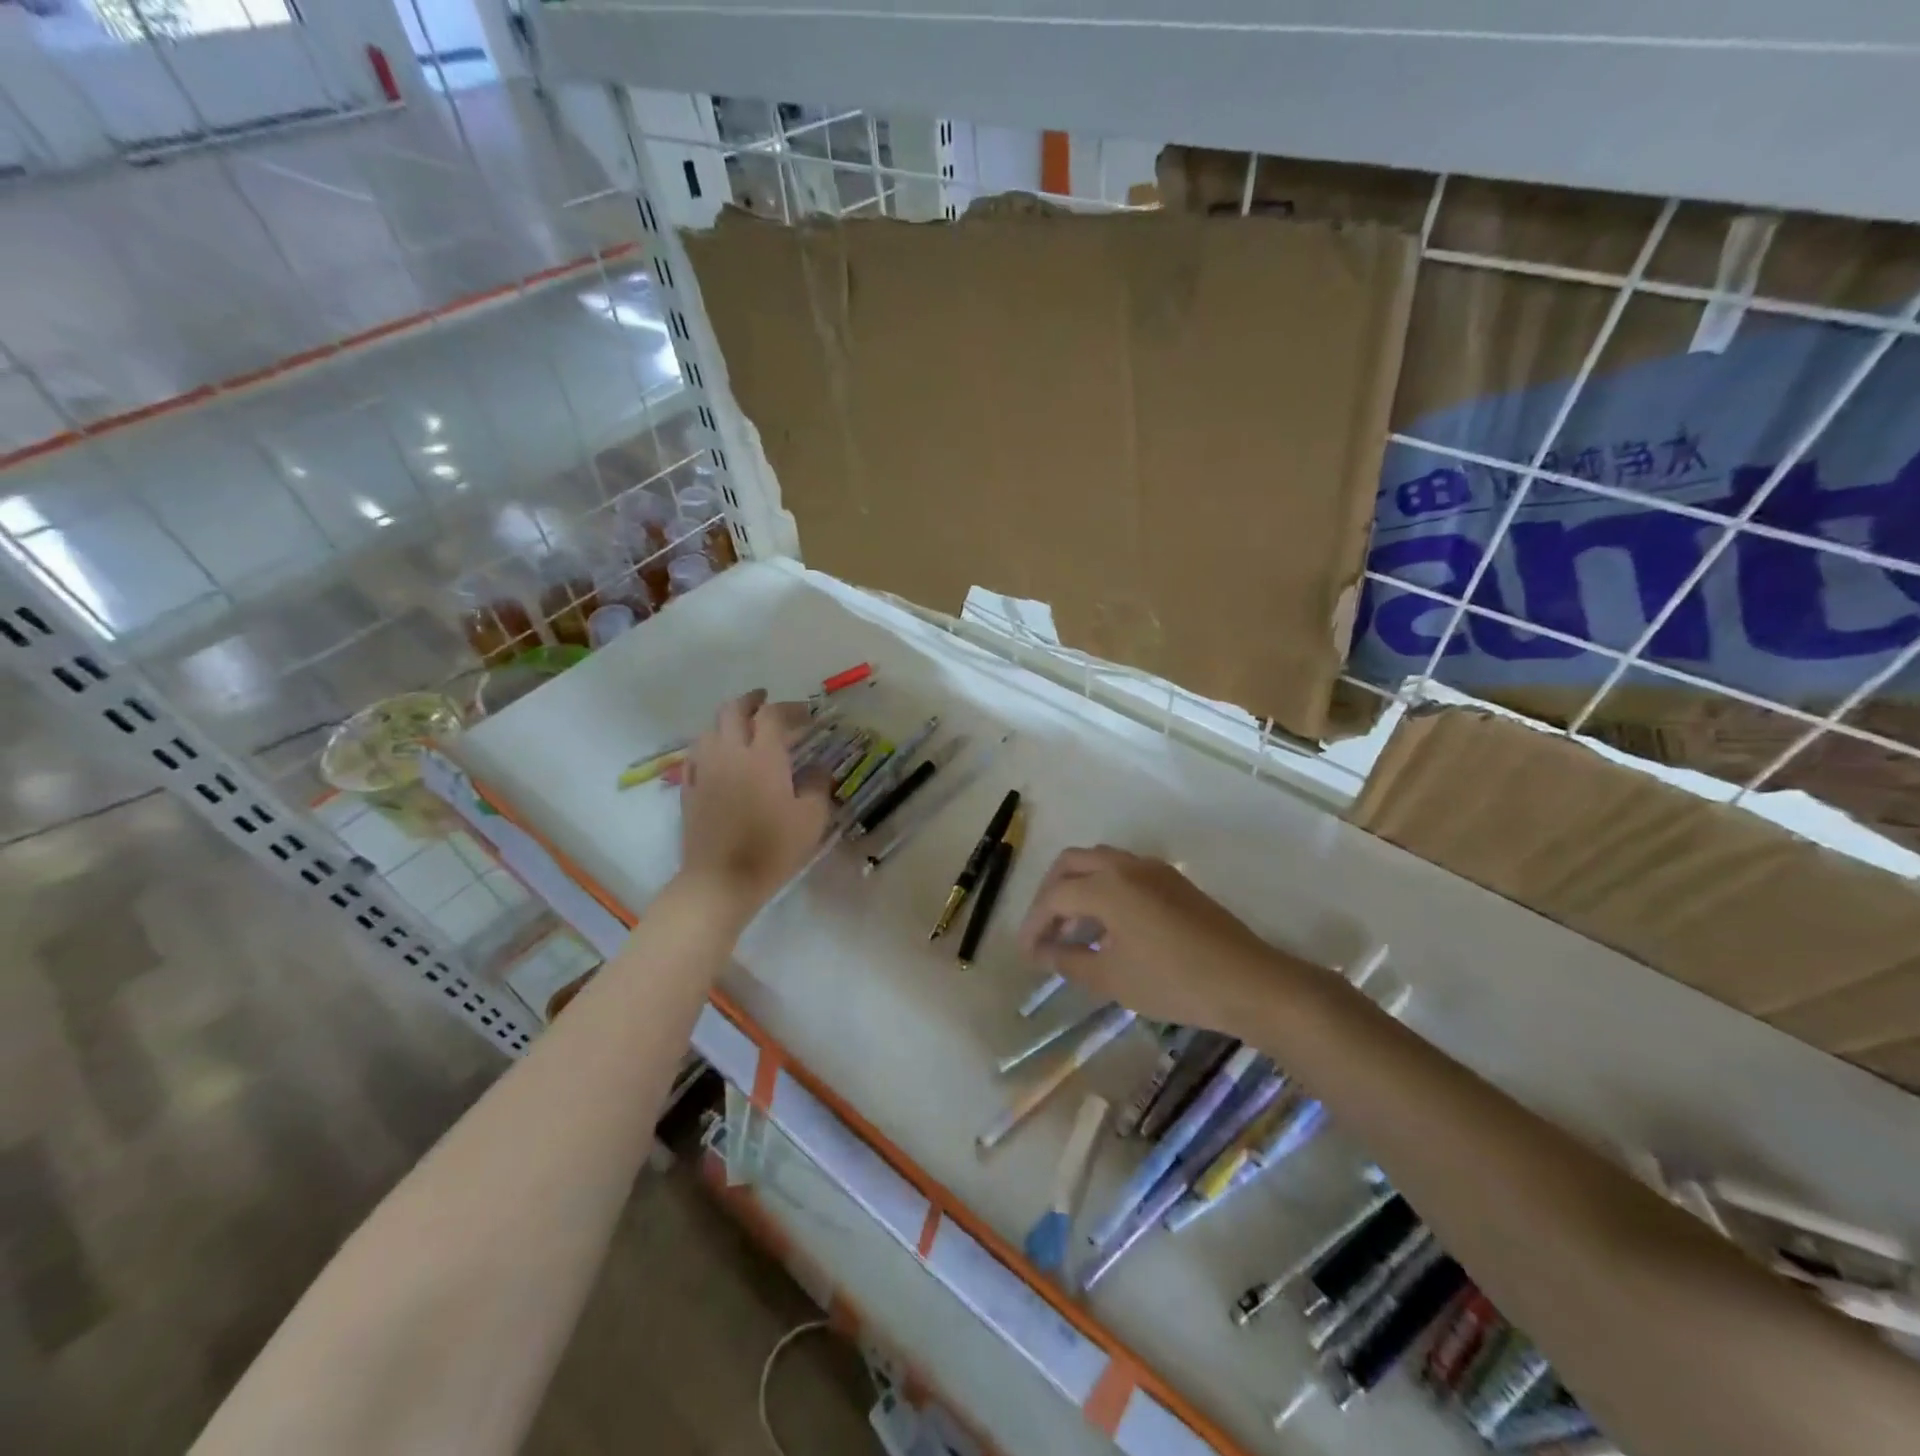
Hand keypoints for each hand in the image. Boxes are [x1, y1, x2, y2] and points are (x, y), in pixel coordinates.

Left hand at [678, 690, 832, 919]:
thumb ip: (818, 786)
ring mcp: (705, 770)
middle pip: (733, 710)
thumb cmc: (772, 849)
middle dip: (752, 701)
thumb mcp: (812, 819)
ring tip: (743, 727)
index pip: (773, 716)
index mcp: (763, 756)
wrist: (721, 881)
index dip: (791, 709)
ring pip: (710, 728)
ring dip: (728, 720)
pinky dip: (710, 744)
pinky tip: (719, 755)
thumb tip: (819, 768)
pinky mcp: (689, 789)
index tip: (807, 715)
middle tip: (766, 702)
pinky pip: (696, 754)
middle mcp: (730, 753)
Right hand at [1016, 847, 1283, 1030]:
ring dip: (1077, 886)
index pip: (1054, 897)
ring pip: (1099, 862)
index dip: (1034, 923)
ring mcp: (1153, 869)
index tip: (1026, 953)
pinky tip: (1108, 924)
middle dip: (1050, 893)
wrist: (1247, 981)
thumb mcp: (1111, 978)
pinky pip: (1124, 870)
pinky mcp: (1173, 880)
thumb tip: (1041, 952)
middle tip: (1044, 929)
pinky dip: (1103, 887)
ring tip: (1073, 927)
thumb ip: (1068, 960)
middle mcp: (1125, 865)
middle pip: (1071, 863)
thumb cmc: (1173, 982)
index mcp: (1106, 886)